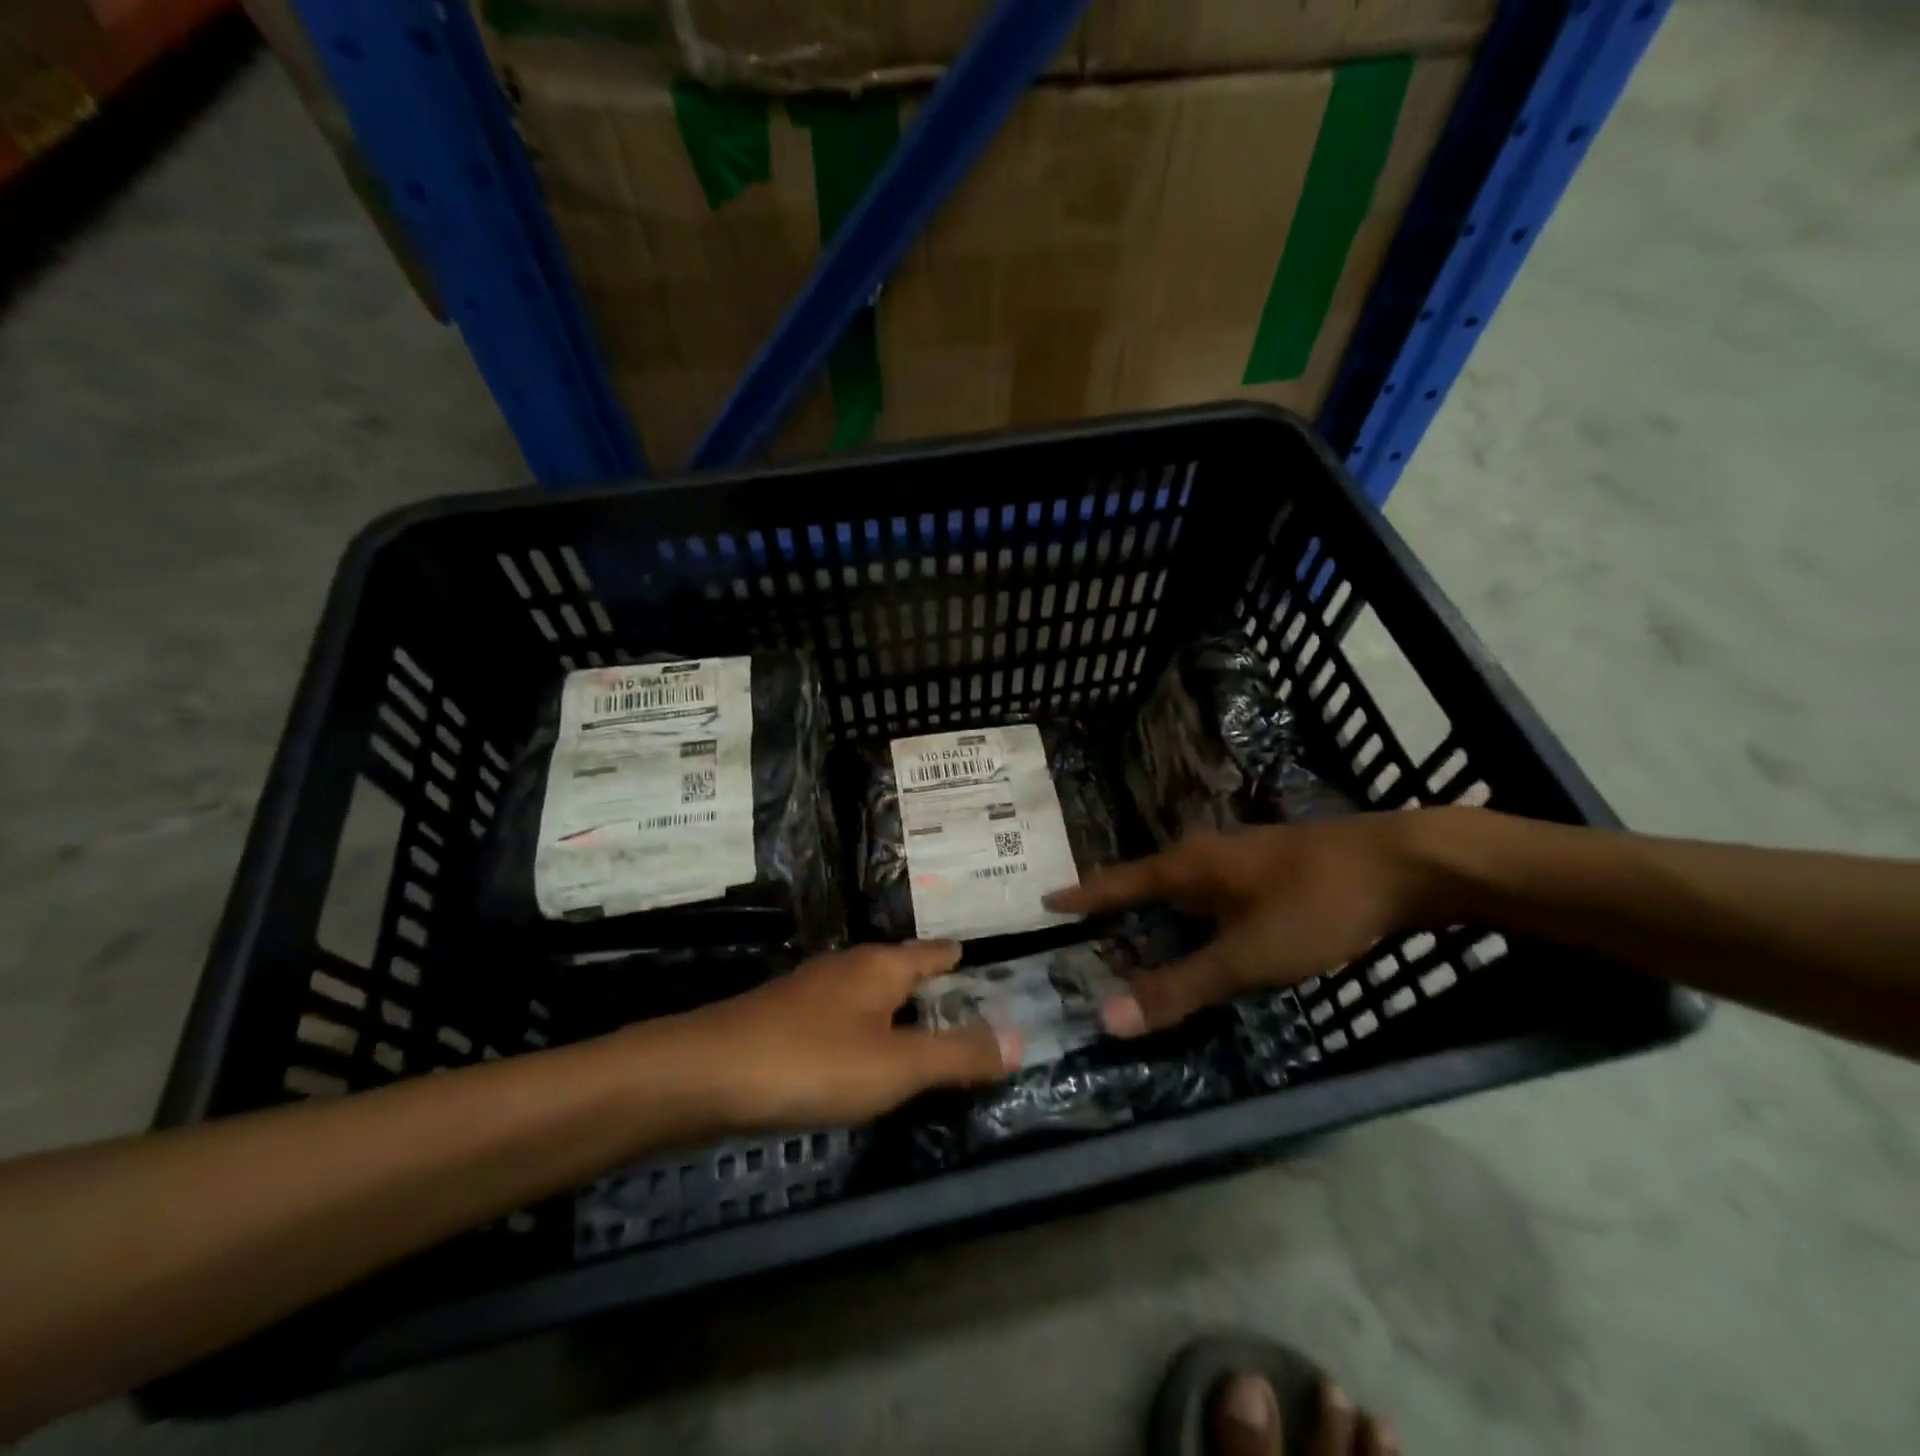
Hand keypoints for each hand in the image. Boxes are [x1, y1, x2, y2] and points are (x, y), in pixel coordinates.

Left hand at [671, 941, 1016, 1129]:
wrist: (704, 1075)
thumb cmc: (812, 1061)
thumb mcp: (896, 1065)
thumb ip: (958, 1054)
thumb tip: (1020, 1038)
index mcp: (880, 966)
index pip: (933, 953)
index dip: (958, 960)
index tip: (983, 965)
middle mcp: (847, 968)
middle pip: (900, 970)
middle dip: (930, 986)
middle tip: (965, 1007)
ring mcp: (810, 993)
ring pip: (868, 996)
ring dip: (896, 1012)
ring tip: (921, 1036)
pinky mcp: (782, 1022)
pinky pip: (841, 1021)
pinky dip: (865, 1034)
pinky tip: (861, 1060)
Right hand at [1045, 814, 1440, 1034]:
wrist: (1406, 864)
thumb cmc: (1316, 905)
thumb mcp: (1246, 956)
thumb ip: (1180, 988)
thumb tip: (1108, 1017)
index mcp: (1189, 866)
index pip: (1120, 882)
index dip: (1084, 896)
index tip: (1047, 900)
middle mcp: (1209, 853)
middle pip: (1149, 880)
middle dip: (1119, 904)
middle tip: (1090, 929)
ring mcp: (1245, 856)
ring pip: (1187, 885)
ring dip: (1161, 910)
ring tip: (1140, 932)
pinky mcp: (1276, 866)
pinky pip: (1217, 891)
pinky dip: (1199, 913)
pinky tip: (1211, 928)